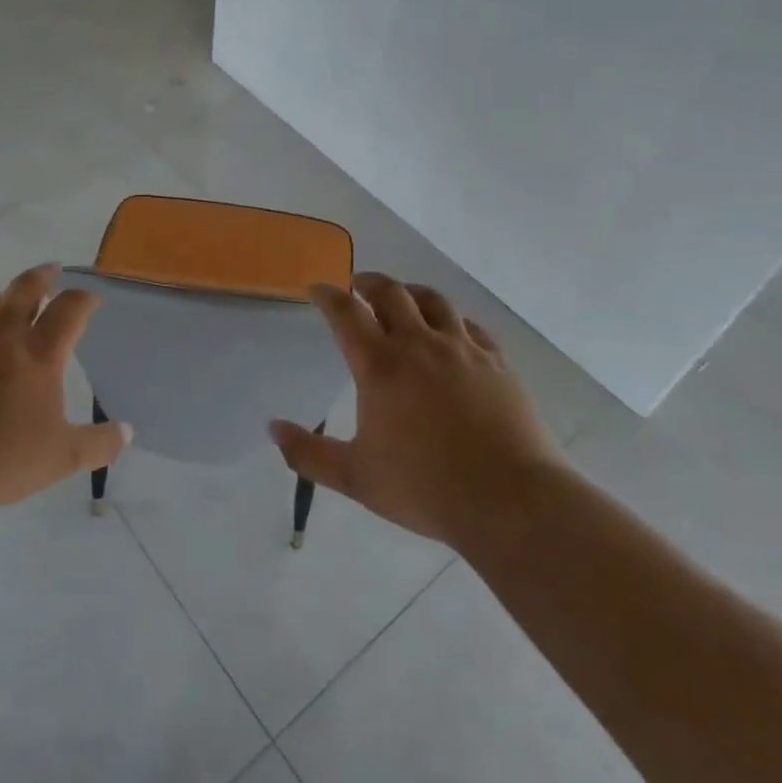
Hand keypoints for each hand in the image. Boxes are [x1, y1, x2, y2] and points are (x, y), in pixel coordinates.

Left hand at [0, 264, 129, 511]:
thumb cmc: (0, 460)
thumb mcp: (62, 458)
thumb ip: (99, 443)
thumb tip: (127, 433)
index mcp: (39, 353)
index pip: (70, 308)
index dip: (84, 298)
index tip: (91, 297)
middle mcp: (1, 335)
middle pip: (25, 287)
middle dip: (42, 276)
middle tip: (51, 271)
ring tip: (3, 305)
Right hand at [271, 273, 561, 547]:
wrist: (509, 500)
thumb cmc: (425, 487)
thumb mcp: (355, 478)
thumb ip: (308, 453)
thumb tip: (272, 428)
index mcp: (380, 366)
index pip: (346, 313)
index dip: (327, 295)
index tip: (317, 288)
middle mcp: (419, 344)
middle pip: (390, 293)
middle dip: (368, 283)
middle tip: (357, 286)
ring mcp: (462, 349)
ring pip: (433, 300)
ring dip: (410, 292)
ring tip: (402, 298)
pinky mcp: (496, 361)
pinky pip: (471, 326)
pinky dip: (453, 320)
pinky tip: (452, 332)